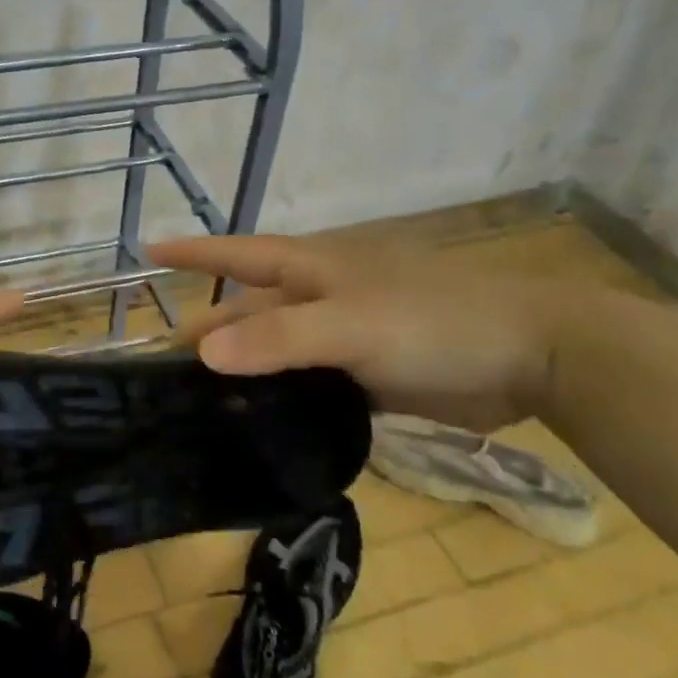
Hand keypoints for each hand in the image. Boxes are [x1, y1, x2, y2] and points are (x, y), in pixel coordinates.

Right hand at [149, 234, 563, 431]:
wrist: (531, 356)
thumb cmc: (434, 321)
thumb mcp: (351, 325)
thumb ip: (279, 340)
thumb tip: (201, 351)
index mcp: (311, 270)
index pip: (237, 254)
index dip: (193, 253)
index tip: (146, 253)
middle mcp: (319, 298)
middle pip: (249, 312)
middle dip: (208, 331)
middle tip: (162, 368)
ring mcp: (343, 337)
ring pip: (275, 352)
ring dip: (241, 371)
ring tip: (197, 404)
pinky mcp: (366, 375)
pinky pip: (307, 384)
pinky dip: (279, 399)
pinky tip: (256, 424)